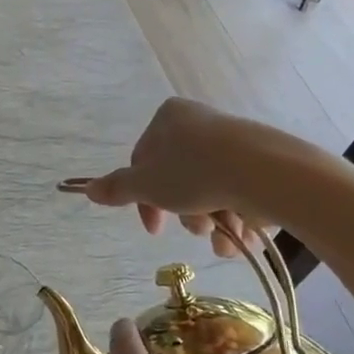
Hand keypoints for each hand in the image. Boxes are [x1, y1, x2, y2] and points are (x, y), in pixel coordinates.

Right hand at [72, 98, 263, 258]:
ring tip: (222, 235)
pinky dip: (237, 217)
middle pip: (178, 178)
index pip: (143, 162)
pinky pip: (238, 191)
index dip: (143, 201)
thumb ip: (117, 188)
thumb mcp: (146, 185)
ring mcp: (233, 139)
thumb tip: (88, 189)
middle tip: (196, 228)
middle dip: (185, 213)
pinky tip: (242, 235)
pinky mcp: (261, 158)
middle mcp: (200, 121)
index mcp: (168, 118)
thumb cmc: (194, 173)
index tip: (155, 229)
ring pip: (209, 190)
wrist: (265, 172)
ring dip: (211, 221)